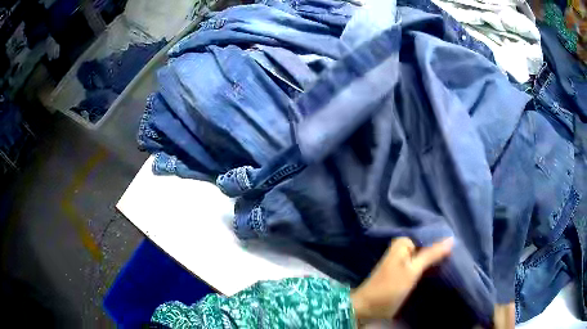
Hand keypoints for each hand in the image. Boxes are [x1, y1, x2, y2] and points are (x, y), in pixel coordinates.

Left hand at [350, 237, 453, 321]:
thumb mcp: (412, 270)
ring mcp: (404, 262)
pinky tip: (442, 271)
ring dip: (437, 261)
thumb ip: (431, 254)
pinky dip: (430, 269)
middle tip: (458, 257)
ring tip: (454, 263)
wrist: (368, 308)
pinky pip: (422, 267)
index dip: (443, 241)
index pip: (430, 236)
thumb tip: (451, 238)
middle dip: (441, 252)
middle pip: (428, 247)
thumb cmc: (389, 288)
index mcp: (404, 242)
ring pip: (426, 258)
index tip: (459, 247)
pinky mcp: (405, 274)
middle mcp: (404, 249)